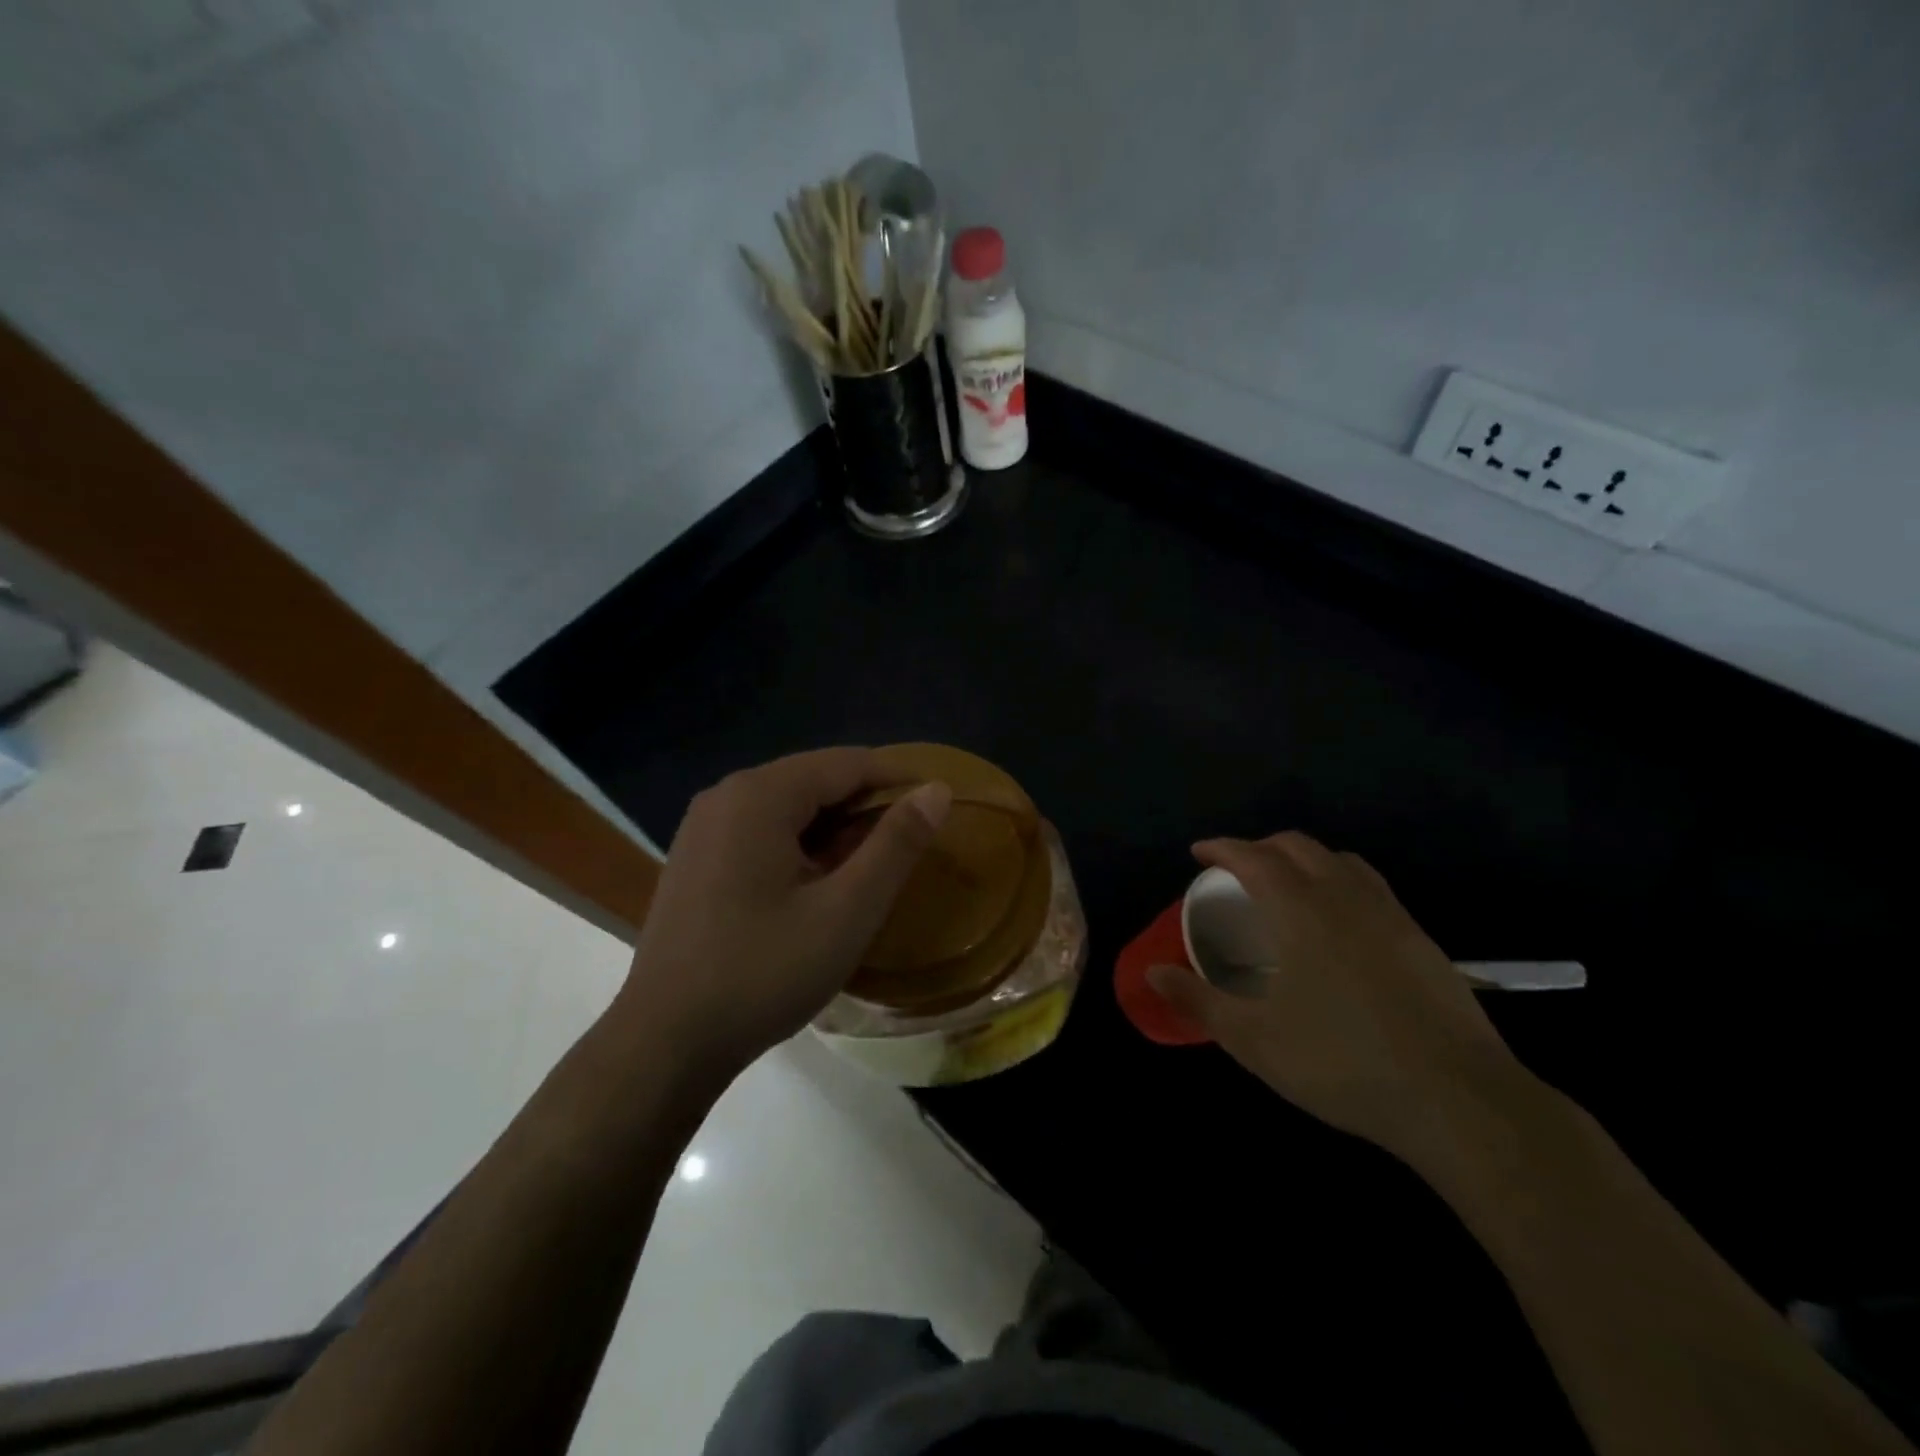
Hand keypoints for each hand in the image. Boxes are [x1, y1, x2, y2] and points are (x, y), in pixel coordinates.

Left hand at [615, 748, 950, 1078]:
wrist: (665, 1042)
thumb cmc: (763, 973)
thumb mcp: (846, 911)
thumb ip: (895, 845)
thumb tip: (937, 790)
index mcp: (760, 795)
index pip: (847, 763)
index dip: (899, 780)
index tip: (939, 807)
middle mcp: (726, 795)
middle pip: (815, 780)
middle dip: (866, 806)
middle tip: (909, 847)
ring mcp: (704, 826)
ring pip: (789, 806)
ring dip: (835, 828)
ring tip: (871, 868)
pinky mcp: (696, 857)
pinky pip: (762, 830)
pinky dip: (801, 845)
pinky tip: (818, 884)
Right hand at [1148, 833, 1530, 1165]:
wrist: (1459, 1099)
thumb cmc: (1342, 1062)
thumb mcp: (1254, 1039)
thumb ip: (1198, 1001)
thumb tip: (1152, 972)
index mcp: (1300, 910)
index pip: (1253, 857)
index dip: (1222, 848)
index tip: (1199, 852)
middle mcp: (1344, 897)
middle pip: (1297, 847)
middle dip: (1260, 847)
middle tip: (1236, 869)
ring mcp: (1390, 915)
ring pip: (1340, 860)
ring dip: (1304, 859)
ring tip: (1286, 885)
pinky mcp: (1421, 940)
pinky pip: (1371, 886)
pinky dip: (1340, 881)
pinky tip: (1339, 922)